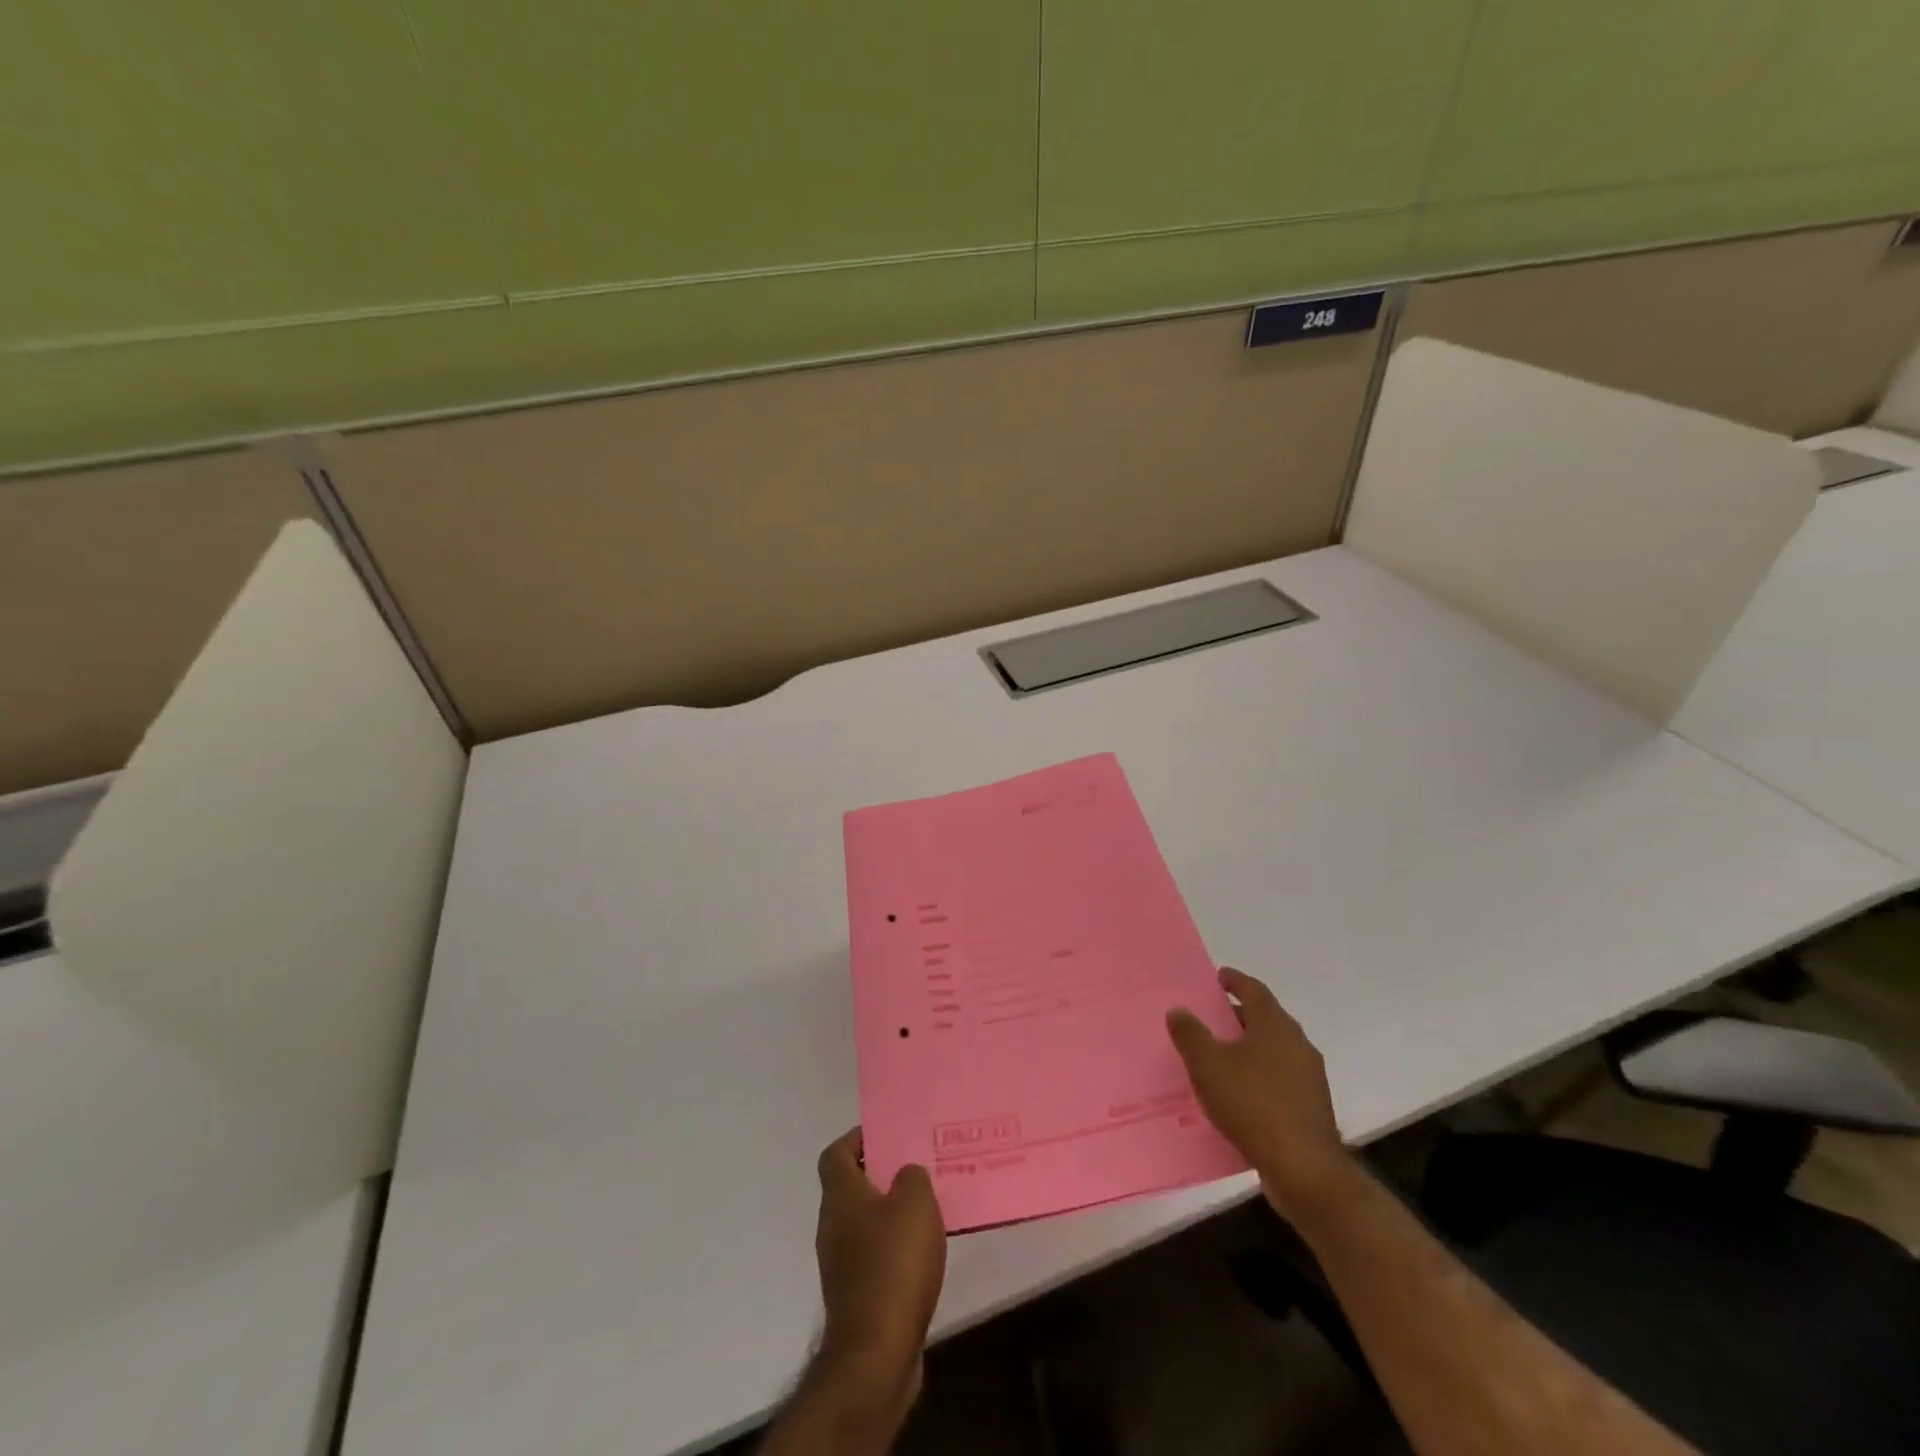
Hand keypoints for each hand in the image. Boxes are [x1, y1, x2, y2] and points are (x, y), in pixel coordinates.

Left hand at [812, 1128, 946, 1415]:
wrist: (876, 1354)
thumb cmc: (893, 1264)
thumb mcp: (915, 1203)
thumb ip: (912, 1177)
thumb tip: (905, 1175)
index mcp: (840, 1196)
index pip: (835, 1153)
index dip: (857, 1139)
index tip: (887, 1134)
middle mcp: (832, 1225)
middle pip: (851, 1187)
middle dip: (881, 1174)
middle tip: (916, 1165)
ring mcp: (841, 1264)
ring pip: (865, 1223)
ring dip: (891, 1213)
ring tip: (928, 1207)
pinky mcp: (857, 1297)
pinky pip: (875, 1257)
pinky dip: (895, 1249)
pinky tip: (924, 1253)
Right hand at [1167, 968, 1350, 1217]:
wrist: (1305, 1170)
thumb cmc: (1253, 1104)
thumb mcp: (1208, 1065)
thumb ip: (1190, 1034)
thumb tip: (1179, 1010)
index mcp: (1275, 1025)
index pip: (1254, 990)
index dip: (1234, 981)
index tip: (1217, 978)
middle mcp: (1297, 1044)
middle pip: (1265, 1019)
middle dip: (1238, 1017)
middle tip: (1210, 1019)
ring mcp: (1309, 1078)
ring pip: (1273, 1051)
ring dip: (1248, 1050)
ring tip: (1218, 1059)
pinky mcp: (1311, 1109)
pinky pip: (1279, 1081)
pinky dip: (1257, 1078)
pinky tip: (1237, 1096)